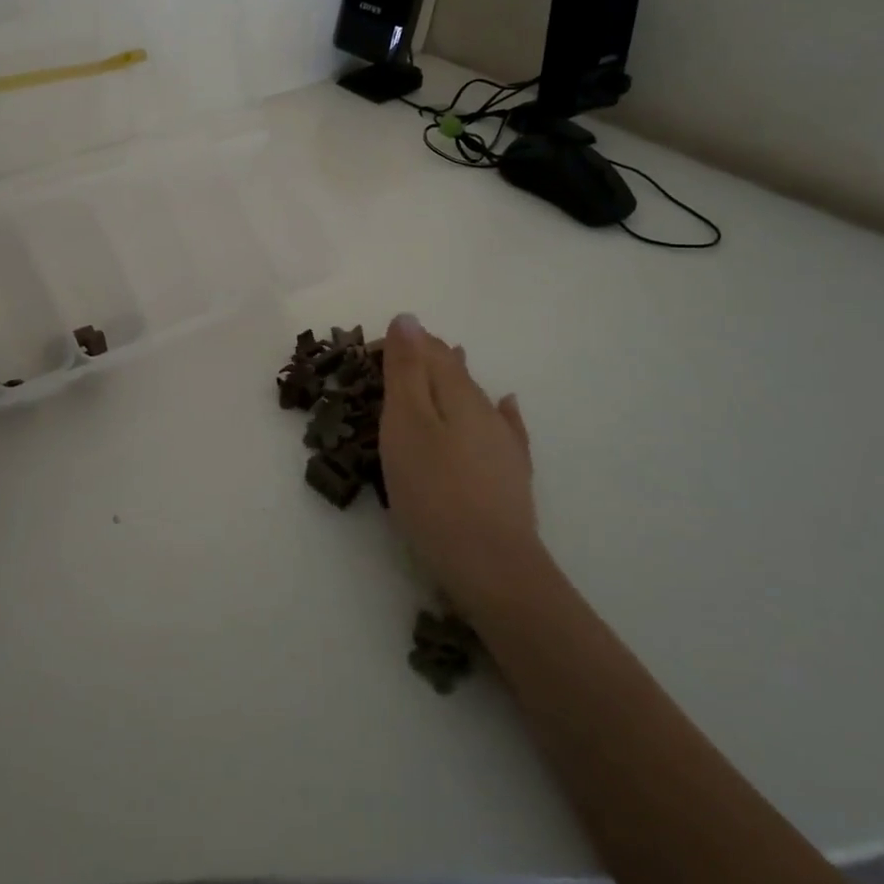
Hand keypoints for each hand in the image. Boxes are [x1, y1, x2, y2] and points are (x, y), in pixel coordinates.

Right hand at [380, 313, 551, 616]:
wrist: (492, 565)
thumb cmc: (434, 491)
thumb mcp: (406, 424)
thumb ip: (407, 370)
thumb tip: (408, 318)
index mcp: (456, 392)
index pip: (429, 350)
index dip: (403, 343)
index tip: (372, 349)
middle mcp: (484, 407)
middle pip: (453, 370)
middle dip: (428, 359)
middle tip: (400, 356)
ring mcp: (503, 441)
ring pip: (475, 396)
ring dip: (456, 378)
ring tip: (449, 359)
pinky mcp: (512, 473)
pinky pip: (505, 427)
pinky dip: (499, 410)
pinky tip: (507, 404)